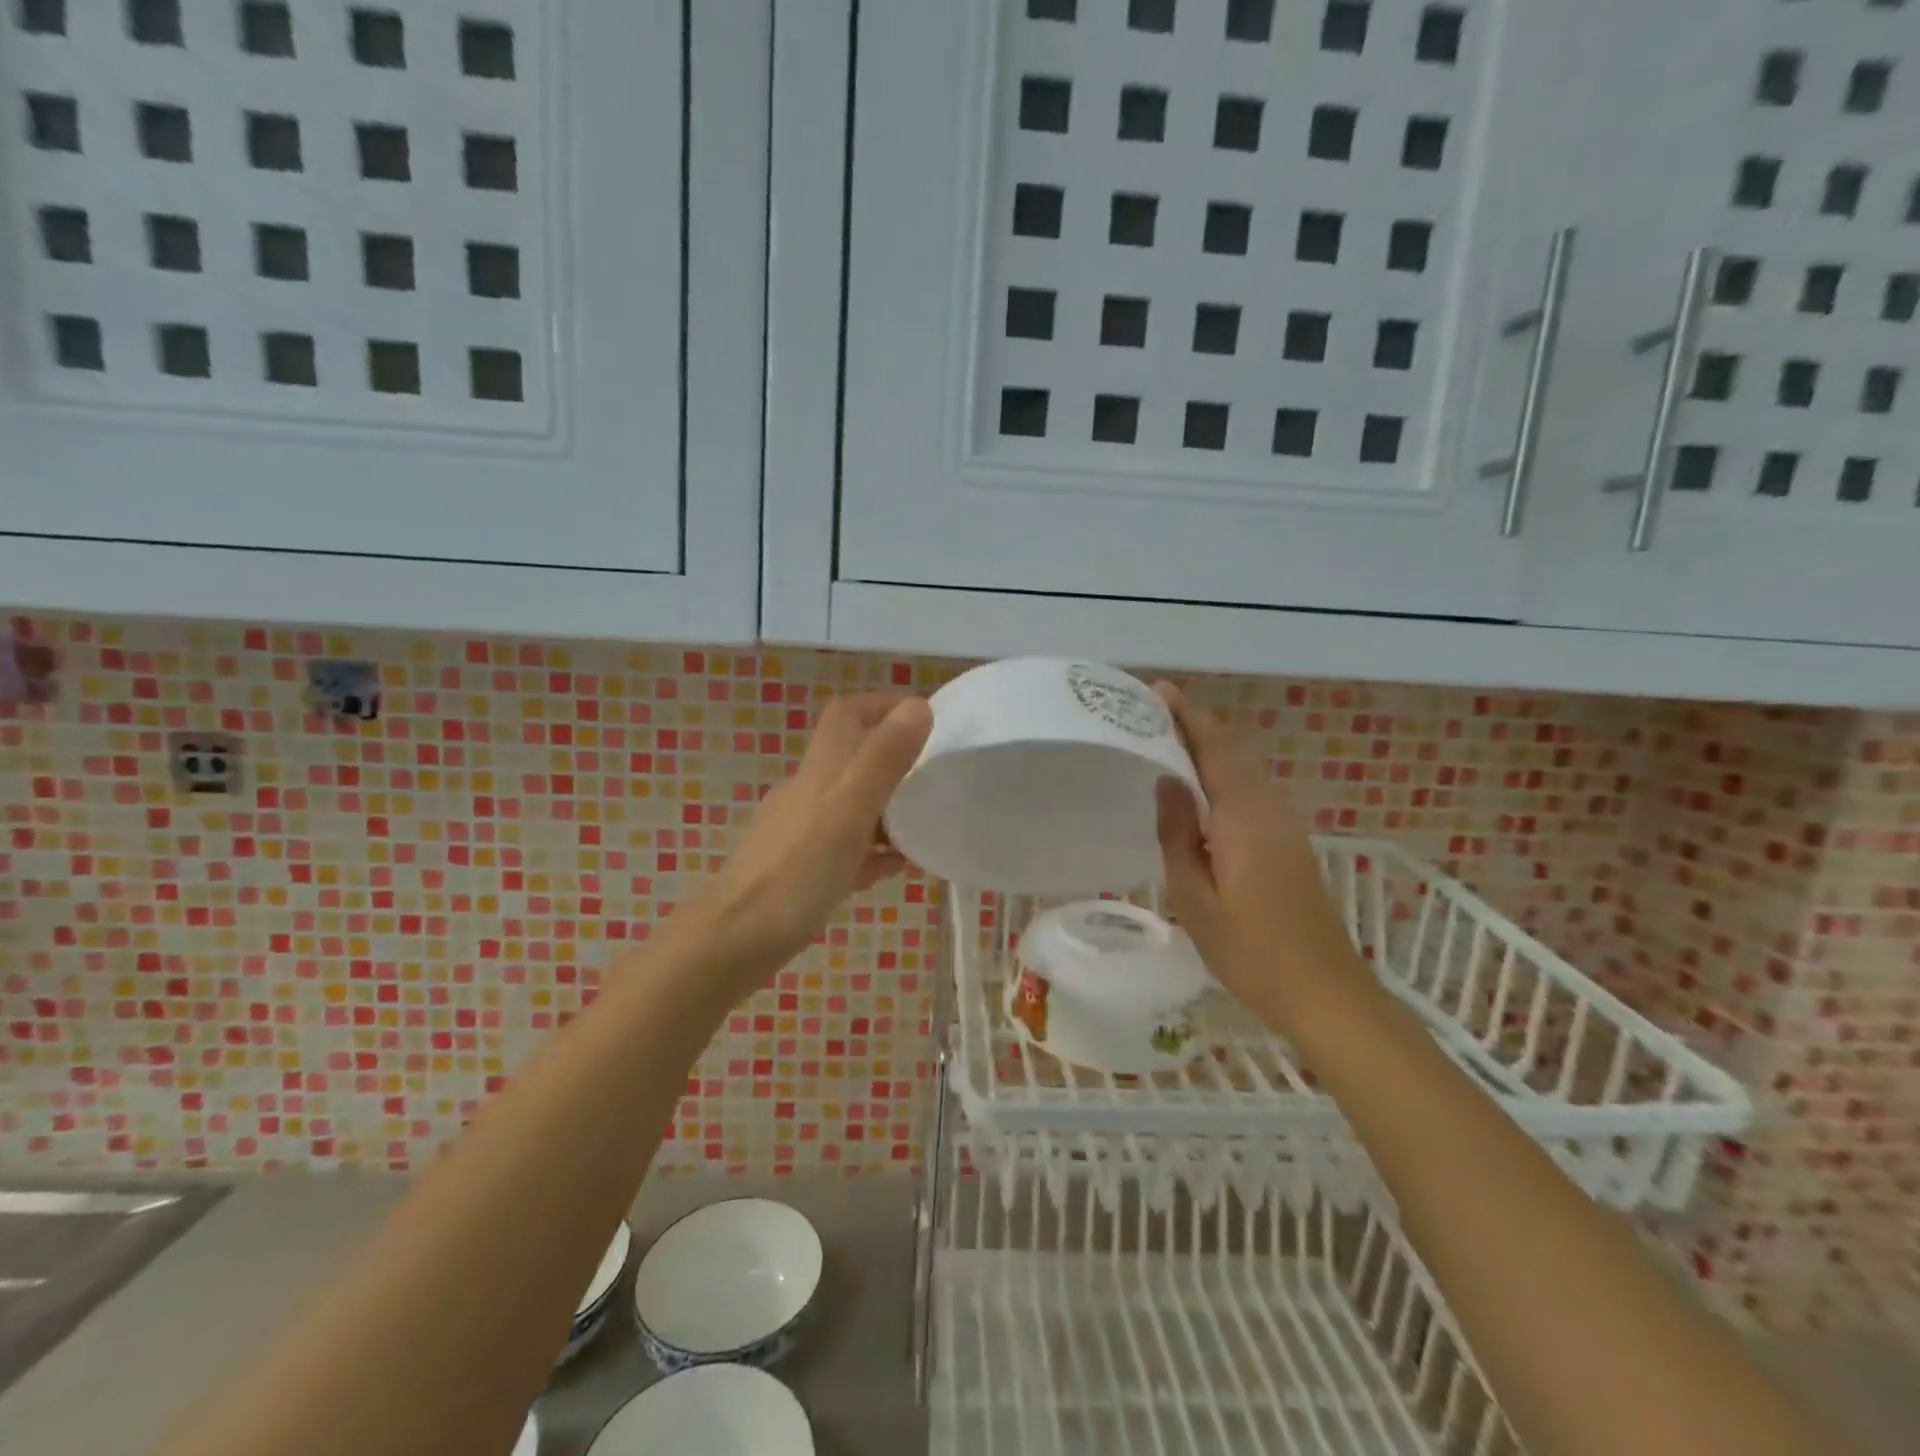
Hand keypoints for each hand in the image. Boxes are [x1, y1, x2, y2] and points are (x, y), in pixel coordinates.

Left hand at [699, 692, 932, 968]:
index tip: (926, 718)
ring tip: (929, 824)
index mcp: (821, 771)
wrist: (735, 941)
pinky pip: (848, 849)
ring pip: (854, 806)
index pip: (848, 715)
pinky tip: (899, 868)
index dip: (884, 705)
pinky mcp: (803, 871)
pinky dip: (875, 851)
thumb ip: (883, 760)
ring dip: (890, 808)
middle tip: (939, 776)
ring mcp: (803, 833)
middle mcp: (810, 793)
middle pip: (854, 760)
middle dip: (896, 760)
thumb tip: (917, 705)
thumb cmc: (797, 871)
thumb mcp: (849, 809)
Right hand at [1152, 683, 1369, 1031]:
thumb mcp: (1195, 897)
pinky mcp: (1288, 843)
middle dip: (1198, 724)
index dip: (1188, 717)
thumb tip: (1167, 780)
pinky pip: (1252, 789)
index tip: (1158, 691)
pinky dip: (1225, 771)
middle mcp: (1269, 809)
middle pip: (1234, 751)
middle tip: (1156, 711)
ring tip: (1171, 739)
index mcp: (1244, 818)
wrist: (1324, 992)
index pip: (1215, 750)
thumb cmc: (1250, 950)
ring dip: (1212, 746)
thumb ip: (1178, 834)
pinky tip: (1202, 787)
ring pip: (1246, 768)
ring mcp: (1284, 825)